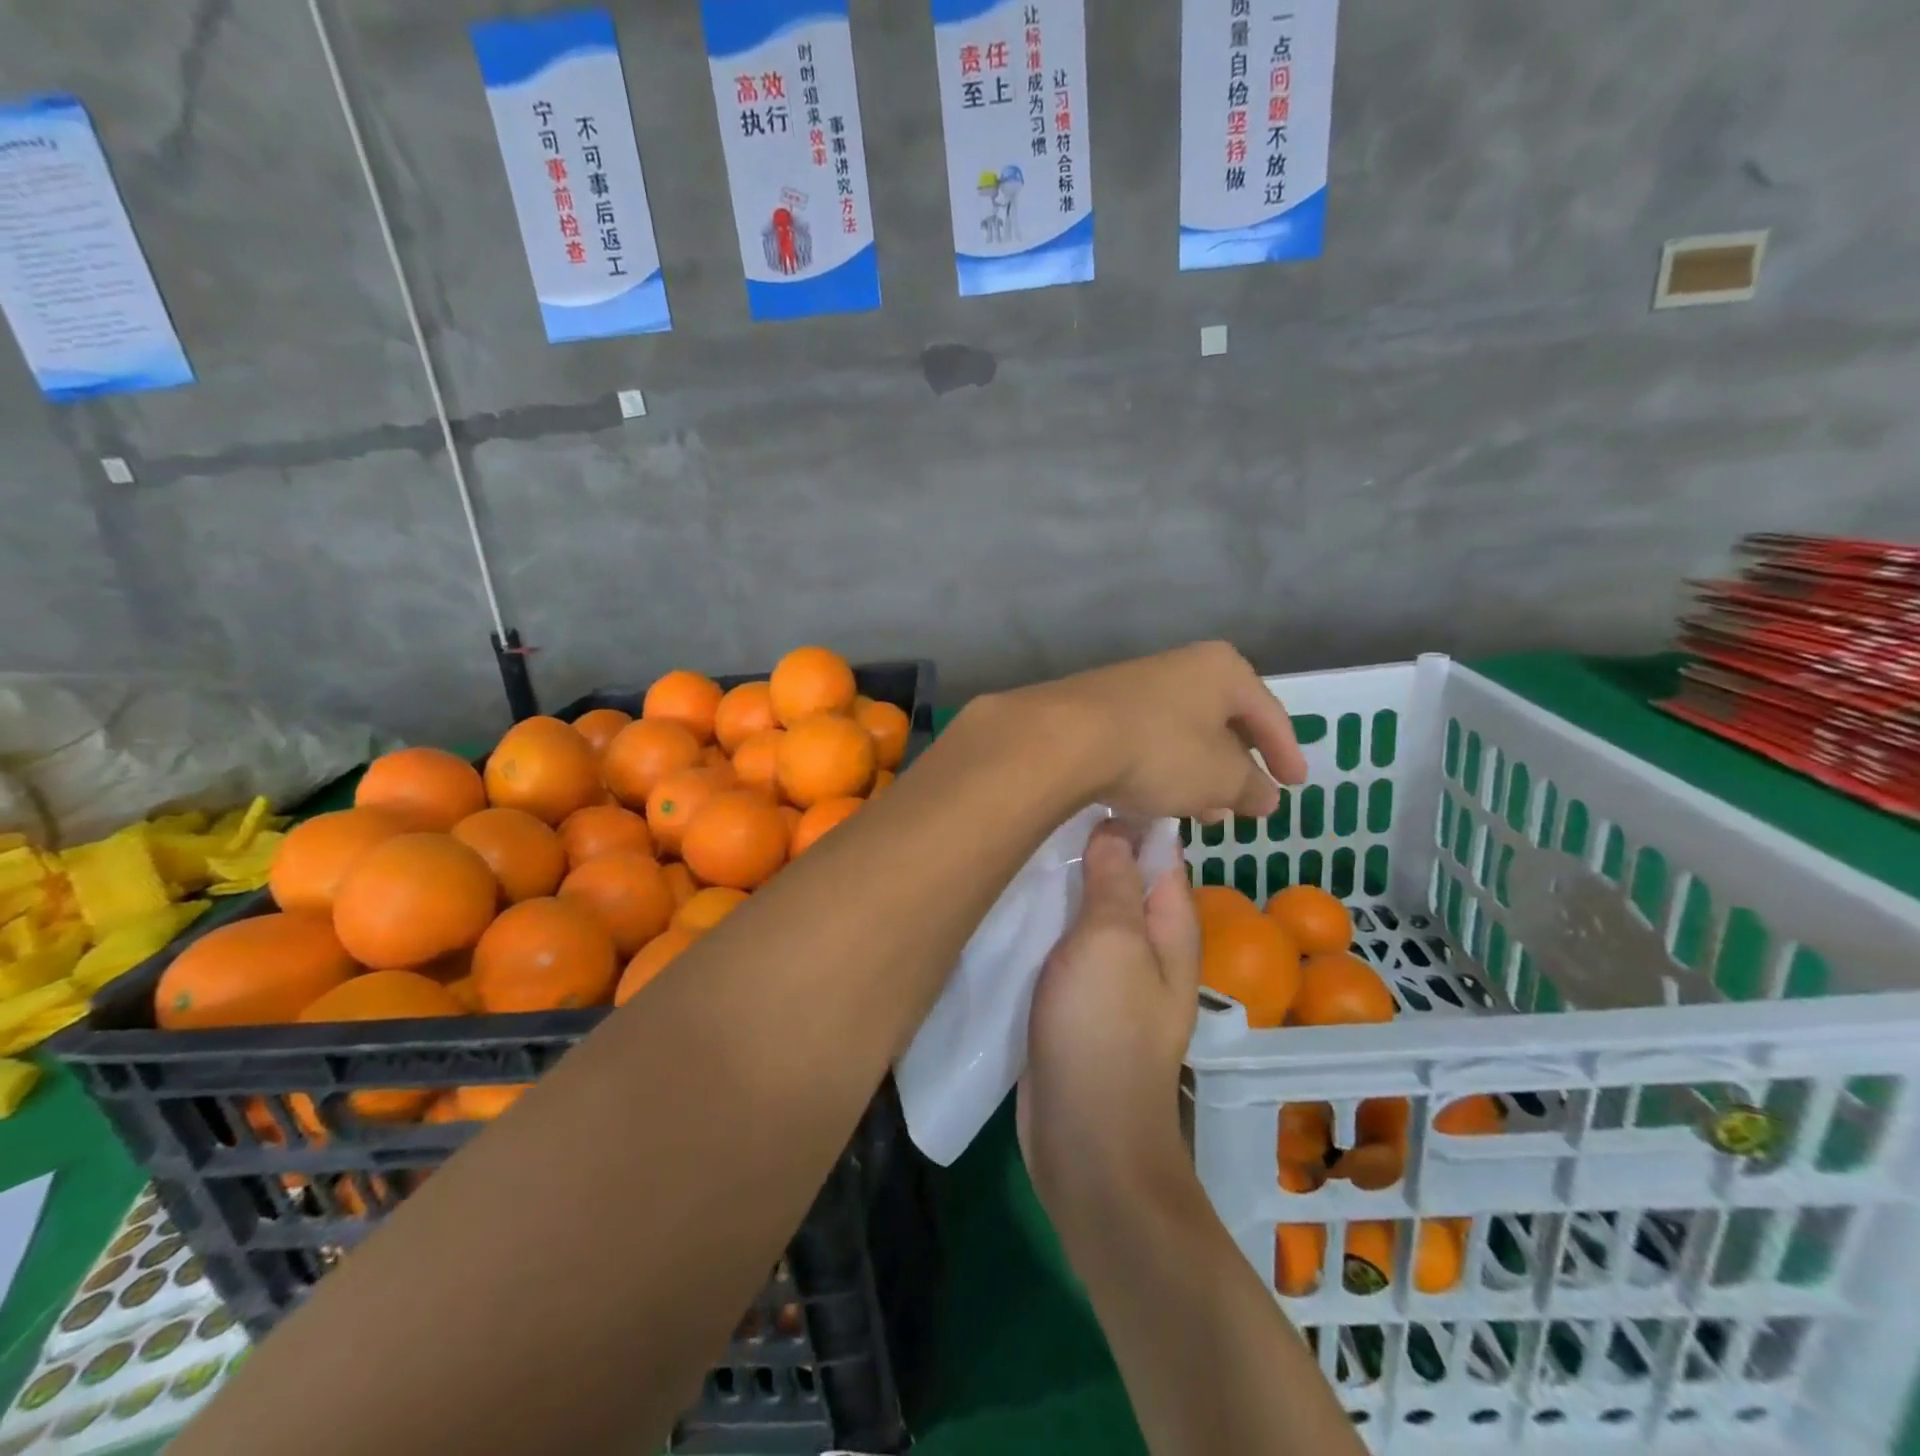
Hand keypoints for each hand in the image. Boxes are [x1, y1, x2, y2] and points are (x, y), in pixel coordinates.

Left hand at [996, 641, 1306, 821]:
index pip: (1268, 713)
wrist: (1064, 739)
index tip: (1295, 784)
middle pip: (1221, 721)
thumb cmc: (1160, 750)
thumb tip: (1267, 796)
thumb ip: (1251, 787)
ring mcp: (1134, 685)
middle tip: (1242, 806)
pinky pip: (1145, 740)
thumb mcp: (1220, 778)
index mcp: (1221, 669)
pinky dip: (1160, 769)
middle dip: (1234, 769)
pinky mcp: (1099, 708)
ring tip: (1201, 814)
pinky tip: (1155, 799)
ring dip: (1196, 775)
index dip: (1285, 752)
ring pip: (1181, 735)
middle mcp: (1178, 666)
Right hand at [1018, 822, 1203, 1234]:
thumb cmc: (1104, 1032)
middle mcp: (1144, 942)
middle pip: (1118, 874)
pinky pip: (1060, 941)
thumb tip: (1116, 823)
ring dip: (1059, 879)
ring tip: (1016, 839)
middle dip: (1085, 841)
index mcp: (1168, 924)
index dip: (1127, 810)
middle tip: (1033, 804)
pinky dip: (1042, 916)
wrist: (1084, 1138)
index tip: (1080, 776)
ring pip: (1084, 906)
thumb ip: (1114, 881)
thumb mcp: (1110, 942)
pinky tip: (1009, 894)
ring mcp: (1107, 971)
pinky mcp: (1072, 995)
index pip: (1157, 849)